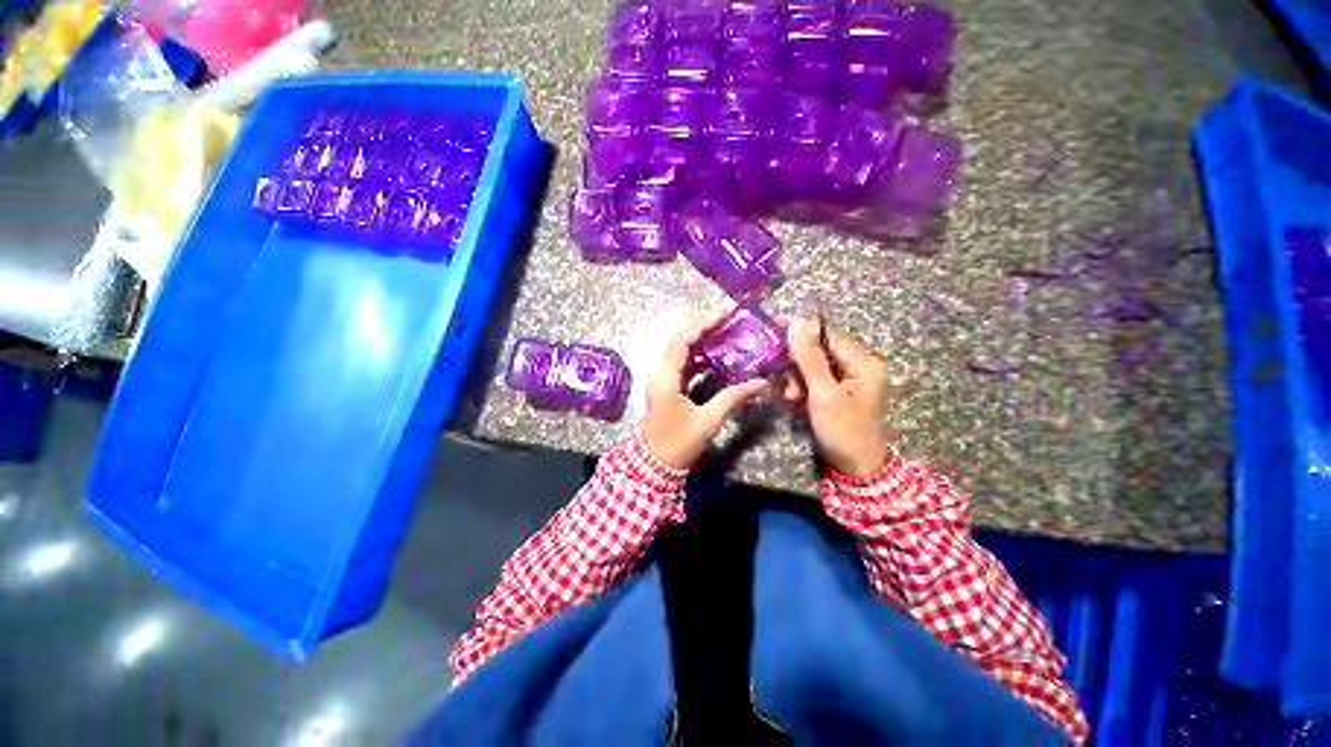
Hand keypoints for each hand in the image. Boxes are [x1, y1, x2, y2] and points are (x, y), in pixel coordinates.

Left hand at [642, 311, 769, 469]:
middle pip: (680, 339)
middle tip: (731, 317)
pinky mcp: (669, 385)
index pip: (682, 340)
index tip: (726, 311)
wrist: (656, 465)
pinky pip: (684, 362)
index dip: (703, 322)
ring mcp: (663, 378)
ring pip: (682, 349)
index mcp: (666, 378)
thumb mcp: (708, 421)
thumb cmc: (679, 444)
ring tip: (727, 329)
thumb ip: (733, 398)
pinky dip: (700, 354)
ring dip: (702, 337)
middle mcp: (661, 372)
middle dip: (704, 325)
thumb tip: (761, 382)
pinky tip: (718, 351)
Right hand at [784, 318, 891, 477]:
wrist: (857, 469)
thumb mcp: (823, 394)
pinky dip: (802, 388)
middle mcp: (857, 366)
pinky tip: (794, 401)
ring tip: (789, 397)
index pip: (827, 334)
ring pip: (814, 366)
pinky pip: (815, 380)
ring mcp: (848, 380)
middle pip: (819, 349)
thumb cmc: (843, 431)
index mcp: (862, 362)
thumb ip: (809, 358)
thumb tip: (797, 323)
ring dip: (797, 378)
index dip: (801, 329)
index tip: (773, 325)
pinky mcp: (838, 392)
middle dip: (796, 362)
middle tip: (779, 375)